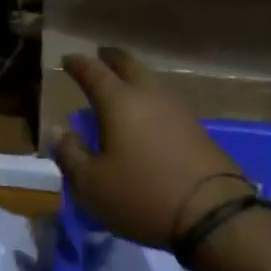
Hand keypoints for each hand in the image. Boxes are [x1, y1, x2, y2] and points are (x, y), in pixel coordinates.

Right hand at [51, 48, 250, 248]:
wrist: (212, 214)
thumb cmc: (140, 195)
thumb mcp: (90, 183)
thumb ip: (69, 153)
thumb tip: (58, 130)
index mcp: (119, 102)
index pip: (94, 72)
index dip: (78, 64)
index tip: (67, 59)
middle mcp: (150, 96)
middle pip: (129, 65)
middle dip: (111, 58)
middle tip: (99, 56)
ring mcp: (178, 110)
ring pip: (151, 81)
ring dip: (134, 77)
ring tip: (121, 84)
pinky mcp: (197, 129)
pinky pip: (165, 101)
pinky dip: (149, 98)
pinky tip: (146, 113)